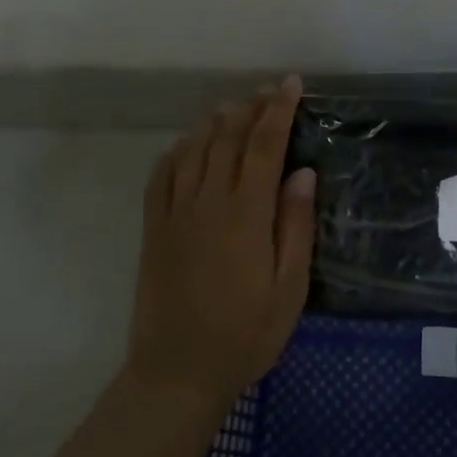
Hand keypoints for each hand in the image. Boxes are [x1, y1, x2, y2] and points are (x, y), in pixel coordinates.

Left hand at [126, 76, 315, 412]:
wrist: (178, 371)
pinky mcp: (153, 228)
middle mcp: (208, 202)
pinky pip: (161, 175)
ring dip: (214, 122)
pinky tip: (187, 144)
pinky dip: (176, 151)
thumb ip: (295, 225)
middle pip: (228, 138)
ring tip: (233, 108)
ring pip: (193, 149)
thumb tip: (302, 172)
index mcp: (246, 214)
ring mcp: (175, 213)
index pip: (264, 145)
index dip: (279, 110)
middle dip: (250, 108)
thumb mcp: (289, 288)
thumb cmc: (246, 334)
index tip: (291, 85)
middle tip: (268, 91)